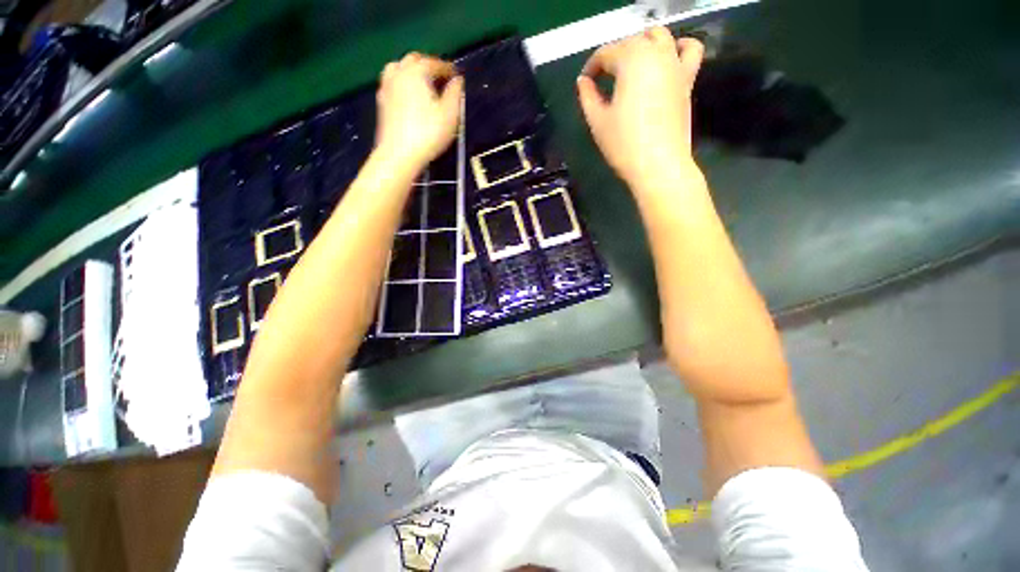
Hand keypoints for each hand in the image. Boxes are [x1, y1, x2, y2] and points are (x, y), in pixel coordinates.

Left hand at [375, 53, 463, 168]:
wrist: (399, 155)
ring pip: (399, 69)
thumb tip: (457, 81)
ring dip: (413, 72)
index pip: (434, 63)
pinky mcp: (381, 102)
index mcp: (416, 72)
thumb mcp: (449, 115)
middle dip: (429, 66)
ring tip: (424, 85)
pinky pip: (393, 83)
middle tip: (441, 79)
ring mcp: (386, 86)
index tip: (457, 77)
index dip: (448, 69)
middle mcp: (398, 73)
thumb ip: (455, 94)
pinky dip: (403, 84)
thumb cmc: (428, 134)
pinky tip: (410, 97)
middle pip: (414, 60)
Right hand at [577, 28, 703, 187]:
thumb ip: (587, 97)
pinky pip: (689, 50)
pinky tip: (668, 58)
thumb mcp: (597, 121)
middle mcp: (656, 54)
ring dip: (642, 43)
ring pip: (659, 36)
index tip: (584, 82)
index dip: (592, 66)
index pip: (606, 53)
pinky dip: (679, 46)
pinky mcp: (687, 80)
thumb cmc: (624, 144)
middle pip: (631, 41)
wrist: (658, 165)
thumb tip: (583, 81)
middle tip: (602, 78)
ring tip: (632, 64)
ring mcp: (675, 65)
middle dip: (614, 55)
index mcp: (631, 61)